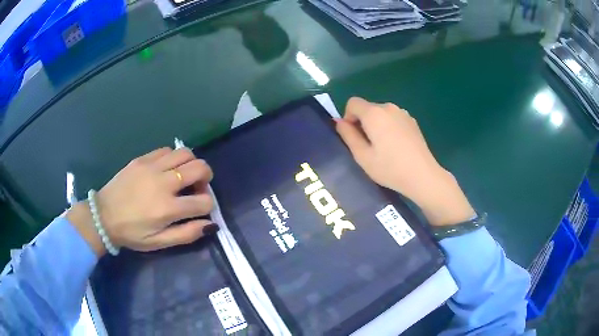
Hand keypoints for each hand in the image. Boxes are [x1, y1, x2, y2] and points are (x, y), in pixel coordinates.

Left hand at [67, 148, 215, 255]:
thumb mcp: (159, 242)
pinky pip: (166, 150)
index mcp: (168, 208)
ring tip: (183, 175)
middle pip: (200, 168)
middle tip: (197, 187)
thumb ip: (187, 234)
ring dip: (191, 164)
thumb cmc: (132, 233)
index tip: (199, 209)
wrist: (103, 216)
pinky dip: (173, 158)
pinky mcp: (142, 159)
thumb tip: (211, 225)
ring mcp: (152, 167)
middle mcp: (163, 183)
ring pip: (185, 153)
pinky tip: (166, 169)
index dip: (208, 205)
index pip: (204, 201)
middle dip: (206, 177)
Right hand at [335, 97, 474, 225]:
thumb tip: (339, 122)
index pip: (352, 103)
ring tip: (383, 148)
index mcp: (374, 113)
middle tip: (368, 147)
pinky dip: (389, 127)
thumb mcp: (362, 156)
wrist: (423, 176)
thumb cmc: (390, 168)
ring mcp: (403, 113)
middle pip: (368, 108)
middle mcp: (389, 107)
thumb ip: (348, 135)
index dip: (347, 117)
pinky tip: (396, 146)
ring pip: (381, 113)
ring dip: (376, 125)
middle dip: (362, 122)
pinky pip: (393, 119)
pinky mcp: (412, 121)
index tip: (353, 136)